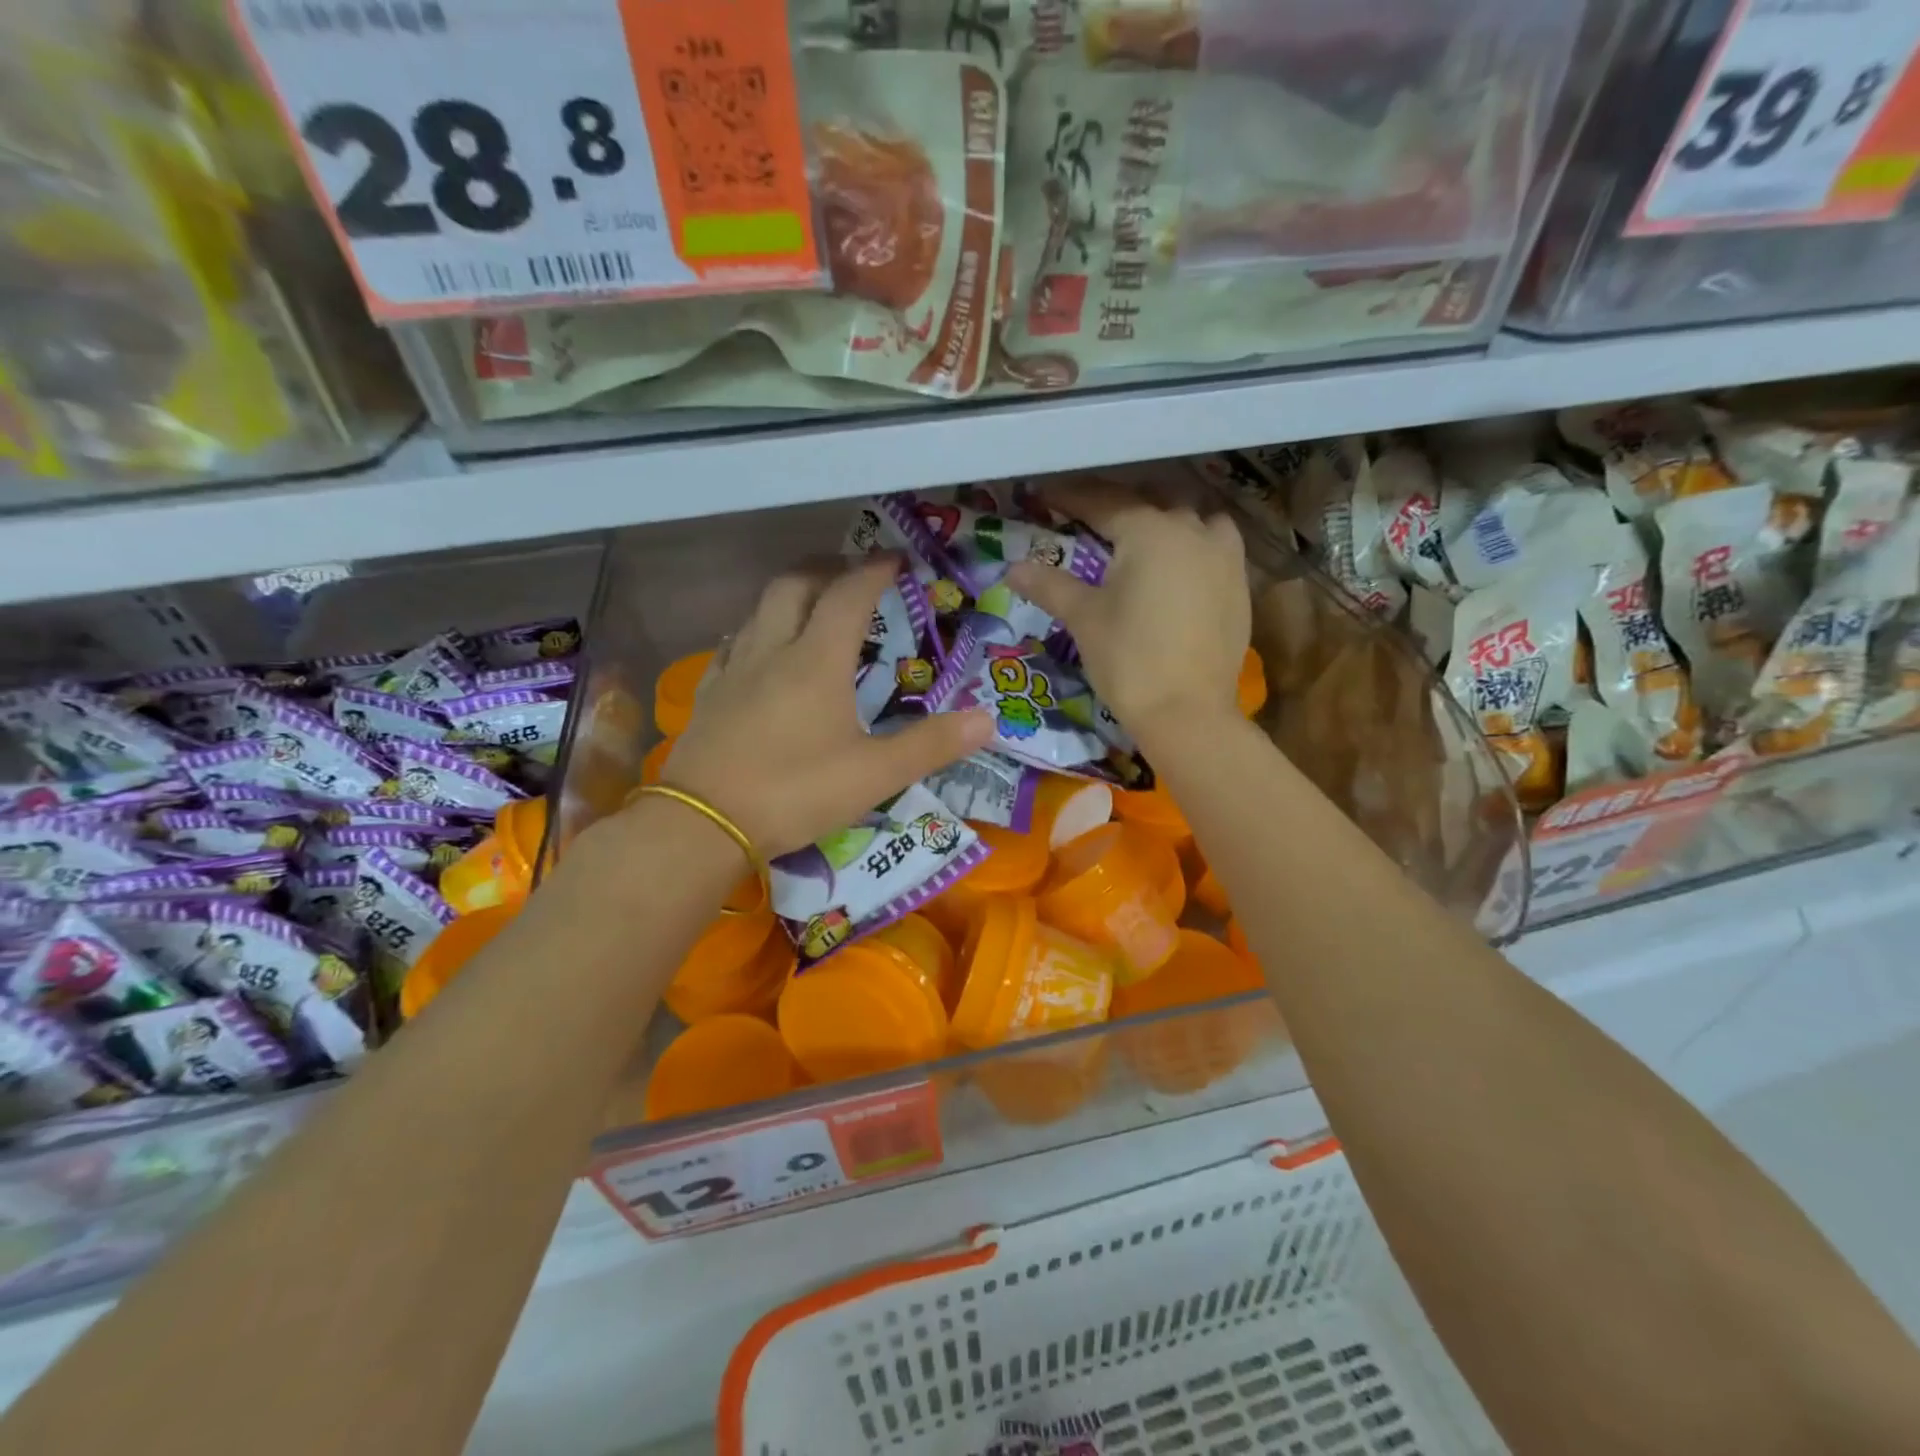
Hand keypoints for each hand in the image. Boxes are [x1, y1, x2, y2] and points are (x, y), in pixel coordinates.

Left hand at [657, 557, 994, 858]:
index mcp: (817, 660)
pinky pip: (734, 643)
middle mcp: (773, 650)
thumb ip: (931, 745)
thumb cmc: (795, 792)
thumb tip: (988, 719)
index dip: (876, 570)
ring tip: (811, 605)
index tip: (898, 558)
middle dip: (828, 568)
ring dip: (790, 593)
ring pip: (760, 609)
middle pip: (795, 584)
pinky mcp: (710, 694)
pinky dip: (757, 630)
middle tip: (853, 573)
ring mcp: (735, 670)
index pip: (850, 595)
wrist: (702, 823)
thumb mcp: (874, 775)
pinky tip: (761, 650)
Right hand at [1009, 481, 1249, 738]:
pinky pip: (1217, 548)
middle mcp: (1193, 532)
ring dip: (1167, 520)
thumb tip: (1013, 568)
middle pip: (1152, 504)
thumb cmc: (1129, 660)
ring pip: (1195, 521)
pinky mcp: (1240, 587)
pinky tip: (1179, 567)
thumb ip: (1050, 585)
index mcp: (1151, 532)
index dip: (1072, 497)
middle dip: (1120, 506)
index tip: (1047, 494)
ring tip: (1144, 535)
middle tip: (1091, 517)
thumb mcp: (1084, 618)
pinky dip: (1194, 546)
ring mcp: (1224, 558)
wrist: (1187, 713)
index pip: (1104, 503)